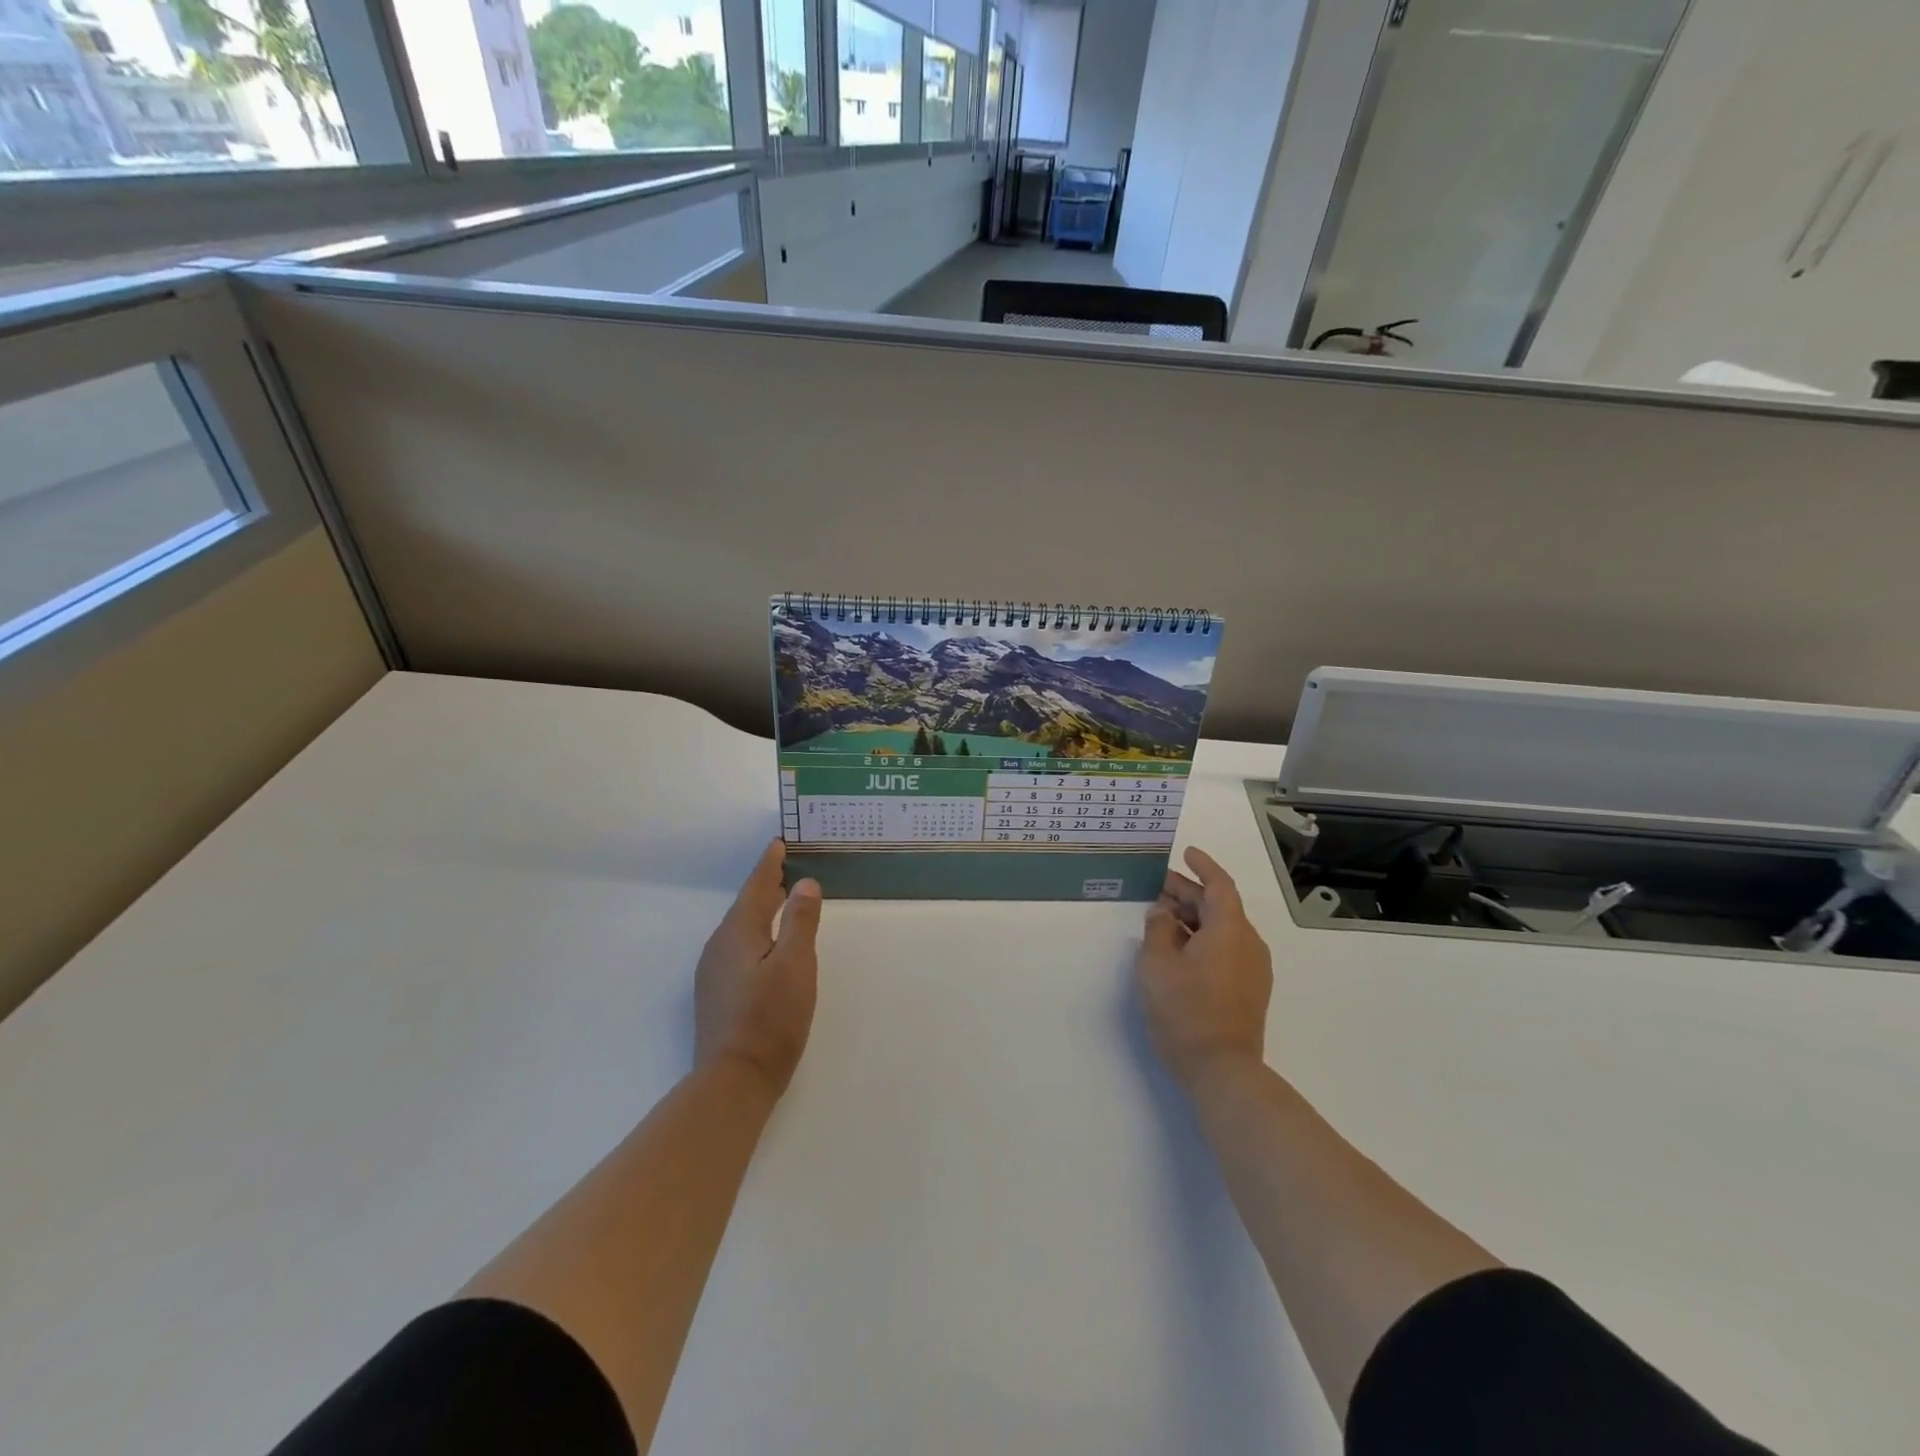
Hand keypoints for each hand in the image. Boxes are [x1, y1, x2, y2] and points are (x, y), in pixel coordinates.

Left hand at [695, 840, 822, 1097]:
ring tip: (781, 901)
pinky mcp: (716, 995)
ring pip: (740, 929)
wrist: (733, 1080)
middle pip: (746, 906)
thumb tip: (804, 883)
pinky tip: (767, 946)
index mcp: (738, 933)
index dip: (768, 865)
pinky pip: (737, 948)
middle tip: (785, 867)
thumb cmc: (770, 1019)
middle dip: (765, 886)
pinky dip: (755, 934)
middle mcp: (719, 947)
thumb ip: (800, 921)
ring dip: (761, 910)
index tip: (778, 843)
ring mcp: (713, 973)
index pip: (756, 888)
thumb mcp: (796, 965)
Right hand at [1137, 847, 1272, 1089]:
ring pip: (1223, 929)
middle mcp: (1249, 943)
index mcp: (1230, 929)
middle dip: (1189, 894)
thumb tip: (1163, 913)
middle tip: (1157, 888)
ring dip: (1194, 918)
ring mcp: (1253, 968)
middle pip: (1220, 906)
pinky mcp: (1250, 989)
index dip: (1202, 866)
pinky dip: (1203, 938)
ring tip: (1162, 918)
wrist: (1222, 1070)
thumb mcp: (1156, 964)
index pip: (1219, 885)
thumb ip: (1157, 929)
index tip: (1186, 853)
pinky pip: (1227, 949)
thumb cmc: (1185, 1010)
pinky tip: (1178, 948)